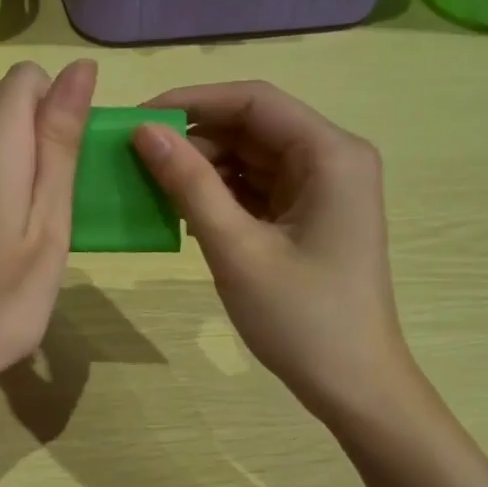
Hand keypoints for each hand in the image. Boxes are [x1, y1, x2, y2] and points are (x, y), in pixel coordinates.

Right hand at [132, 80, 412, 422]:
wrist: (352, 384)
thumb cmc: (300, 318)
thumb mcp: (237, 248)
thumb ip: (190, 185)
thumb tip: (143, 132)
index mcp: (331, 154)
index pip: (254, 102)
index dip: (193, 101)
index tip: (138, 118)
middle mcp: (332, 159)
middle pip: (253, 127)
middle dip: (195, 139)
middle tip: (135, 159)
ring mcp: (323, 190)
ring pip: (251, 158)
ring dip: (203, 169)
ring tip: (151, 187)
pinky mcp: (309, 217)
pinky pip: (257, 189)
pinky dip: (220, 196)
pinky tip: (183, 213)